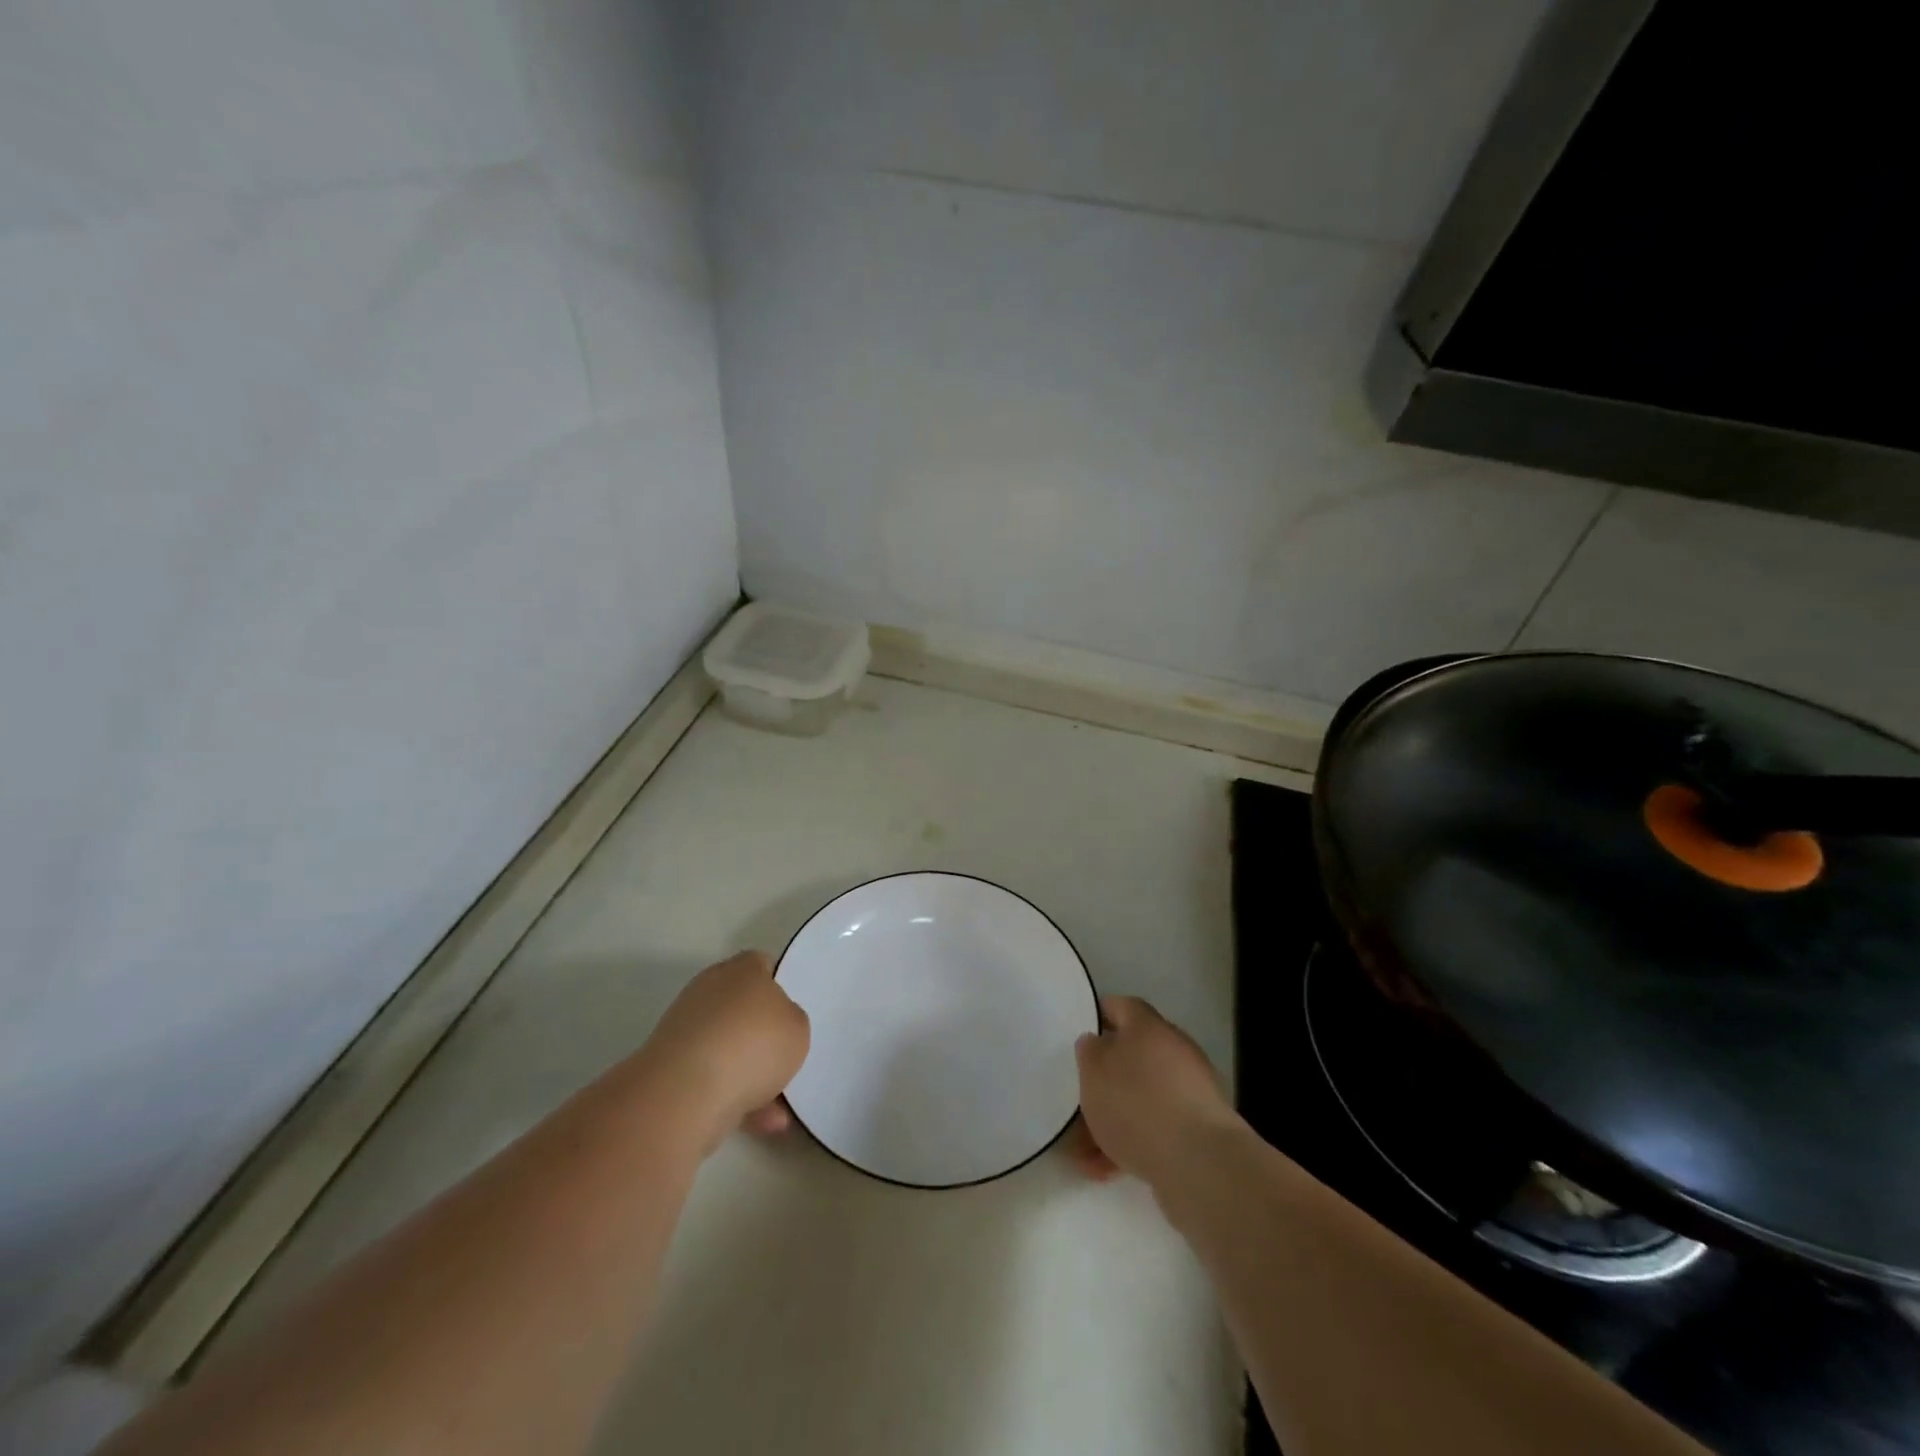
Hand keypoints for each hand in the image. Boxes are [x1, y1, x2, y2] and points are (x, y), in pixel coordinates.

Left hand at [637, 951, 810, 1151]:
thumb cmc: (753, 1044)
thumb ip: (791, 1021)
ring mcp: (685, 1030)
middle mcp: (709, 990)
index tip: (792, 1012)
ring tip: (779, 1104)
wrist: (687, 1092)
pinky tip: (762, 1122)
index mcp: (741, 970)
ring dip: (750, 1073)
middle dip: (762, 1032)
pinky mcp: (670, 1068)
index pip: (762, 965)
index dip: (779, 986)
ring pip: (727, 1047)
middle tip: (785, 1055)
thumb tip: (775, 1026)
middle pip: (742, 1007)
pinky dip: (735, 1097)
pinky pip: (713, 1078)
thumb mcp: (798, 1028)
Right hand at [1072, 996, 1240, 1195]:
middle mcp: (1174, 1050)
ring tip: (1085, 1148)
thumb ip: (1089, 1052)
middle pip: (1132, 1055)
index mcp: (1148, 1026)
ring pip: (1142, 1096)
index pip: (1121, 1006)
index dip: (1099, 1015)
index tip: (1080, 1032)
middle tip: (1080, 1097)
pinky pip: (1157, 1127)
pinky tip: (1108, 1169)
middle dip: (1104, 1079)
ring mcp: (1190, 1091)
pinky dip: (1133, 1142)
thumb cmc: (1136, 1104)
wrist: (1199, 1162)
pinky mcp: (1199, 1129)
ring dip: (1115, 1117)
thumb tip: (1097, 1042)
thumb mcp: (1094, 1071)